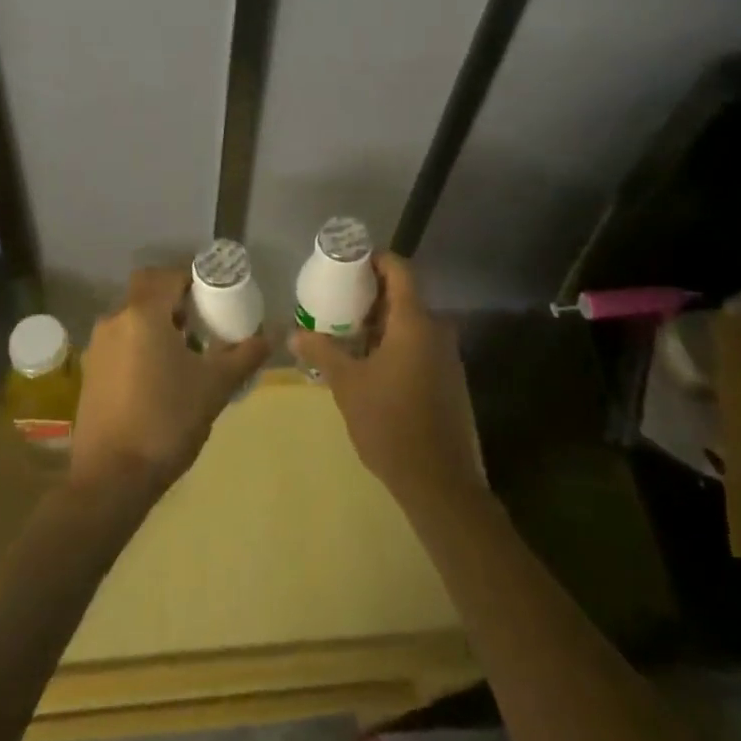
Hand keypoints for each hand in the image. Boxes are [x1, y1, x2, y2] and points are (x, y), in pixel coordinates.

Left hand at [69, 267, 269, 500]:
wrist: (111, 479)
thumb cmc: (167, 421)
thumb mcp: (215, 386)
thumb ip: (245, 354)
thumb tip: (272, 334)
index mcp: (143, 314)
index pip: (168, 275)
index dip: (193, 280)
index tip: (216, 297)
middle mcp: (115, 321)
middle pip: (147, 294)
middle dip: (175, 302)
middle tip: (204, 323)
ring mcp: (97, 348)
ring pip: (133, 320)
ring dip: (158, 326)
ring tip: (187, 354)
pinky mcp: (90, 374)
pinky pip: (121, 344)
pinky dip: (141, 347)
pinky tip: (161, 379)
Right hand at [291, 253, 481, 514]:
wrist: (438, 480)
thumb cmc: (390, 423)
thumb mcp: (348, 385)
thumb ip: (322, 352)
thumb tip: (293, 333)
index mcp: (414, 321)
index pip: (399, 269)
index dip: (375, 260)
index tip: (347, 263)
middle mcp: (436, 329)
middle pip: (404, 294)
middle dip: (370, 294)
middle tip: (337, 299)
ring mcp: (446, 354)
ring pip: (411, 321)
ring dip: (381, 321)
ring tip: (346, 330)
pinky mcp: (448, 376)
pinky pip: (419, 343)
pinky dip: (395, 341)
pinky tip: (369, 361)